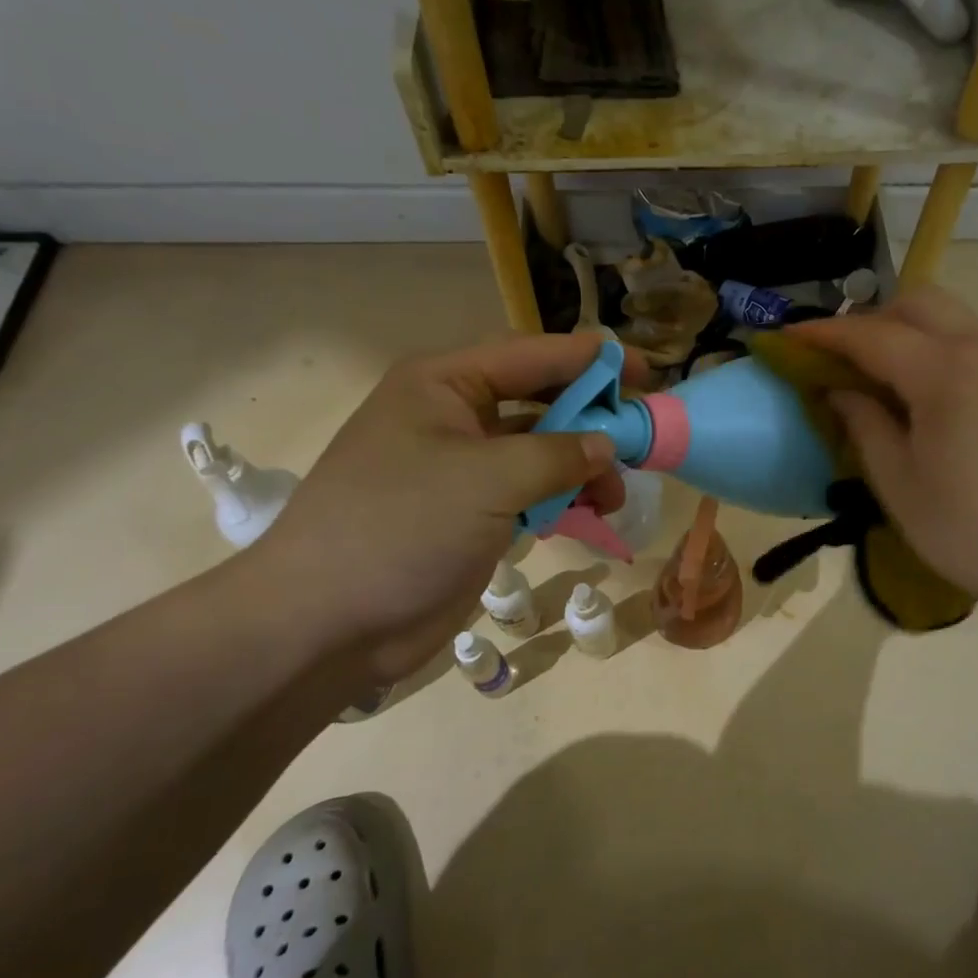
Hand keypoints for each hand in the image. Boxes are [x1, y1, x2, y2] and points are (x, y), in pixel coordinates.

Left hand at [235, 332, 636, 680]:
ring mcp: (463, 468)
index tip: (651, 374)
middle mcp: (454, 415)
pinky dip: (563, 498)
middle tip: (641, 439)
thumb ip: (558, 454)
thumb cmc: (402, 527)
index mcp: (445, 383)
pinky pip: (530, 491)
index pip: (534, 354)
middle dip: (592, 418)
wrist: (327, 623)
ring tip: (616, 495)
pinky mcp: (471, 513)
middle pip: (541, 399)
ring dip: (583, 466)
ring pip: (541, 450)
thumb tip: (607, 445)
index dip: (595, 360)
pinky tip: (591, 514)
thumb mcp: (487, 479)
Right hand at [793, 288, 977, 625]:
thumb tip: (842, 392)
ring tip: (879, 383)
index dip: (822, 334)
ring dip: (907, 334)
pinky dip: (938, 353)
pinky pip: (975, 346)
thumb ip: (865, 427)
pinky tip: (929, 403)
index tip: (785, 338)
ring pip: (951, 320)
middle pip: (918, 303)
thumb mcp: (901, 487)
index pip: (869, 334)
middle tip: (840, 362)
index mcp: (943, 371)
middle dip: (870, 320)